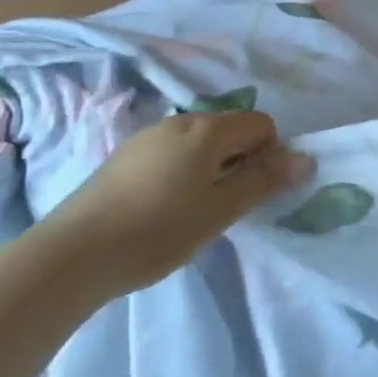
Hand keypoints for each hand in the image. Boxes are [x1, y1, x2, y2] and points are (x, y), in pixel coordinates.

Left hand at [44, 111, 311, 296]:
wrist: (72, 254)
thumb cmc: (158, 231)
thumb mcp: (221, 210)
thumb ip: (264, 181)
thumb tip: (305, 159)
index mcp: (207, 130)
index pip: (261, 124)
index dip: (269, 154)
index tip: (253, 192)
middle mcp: (180, 121)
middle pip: (230, 129)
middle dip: (240, 160)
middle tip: (226, 205)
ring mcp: (148, 136)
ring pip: (200, 142)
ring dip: (211, 167)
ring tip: (193, 210)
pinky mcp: (124, 155)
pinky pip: (172, 151)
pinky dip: (182, 171)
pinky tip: (162, 208)